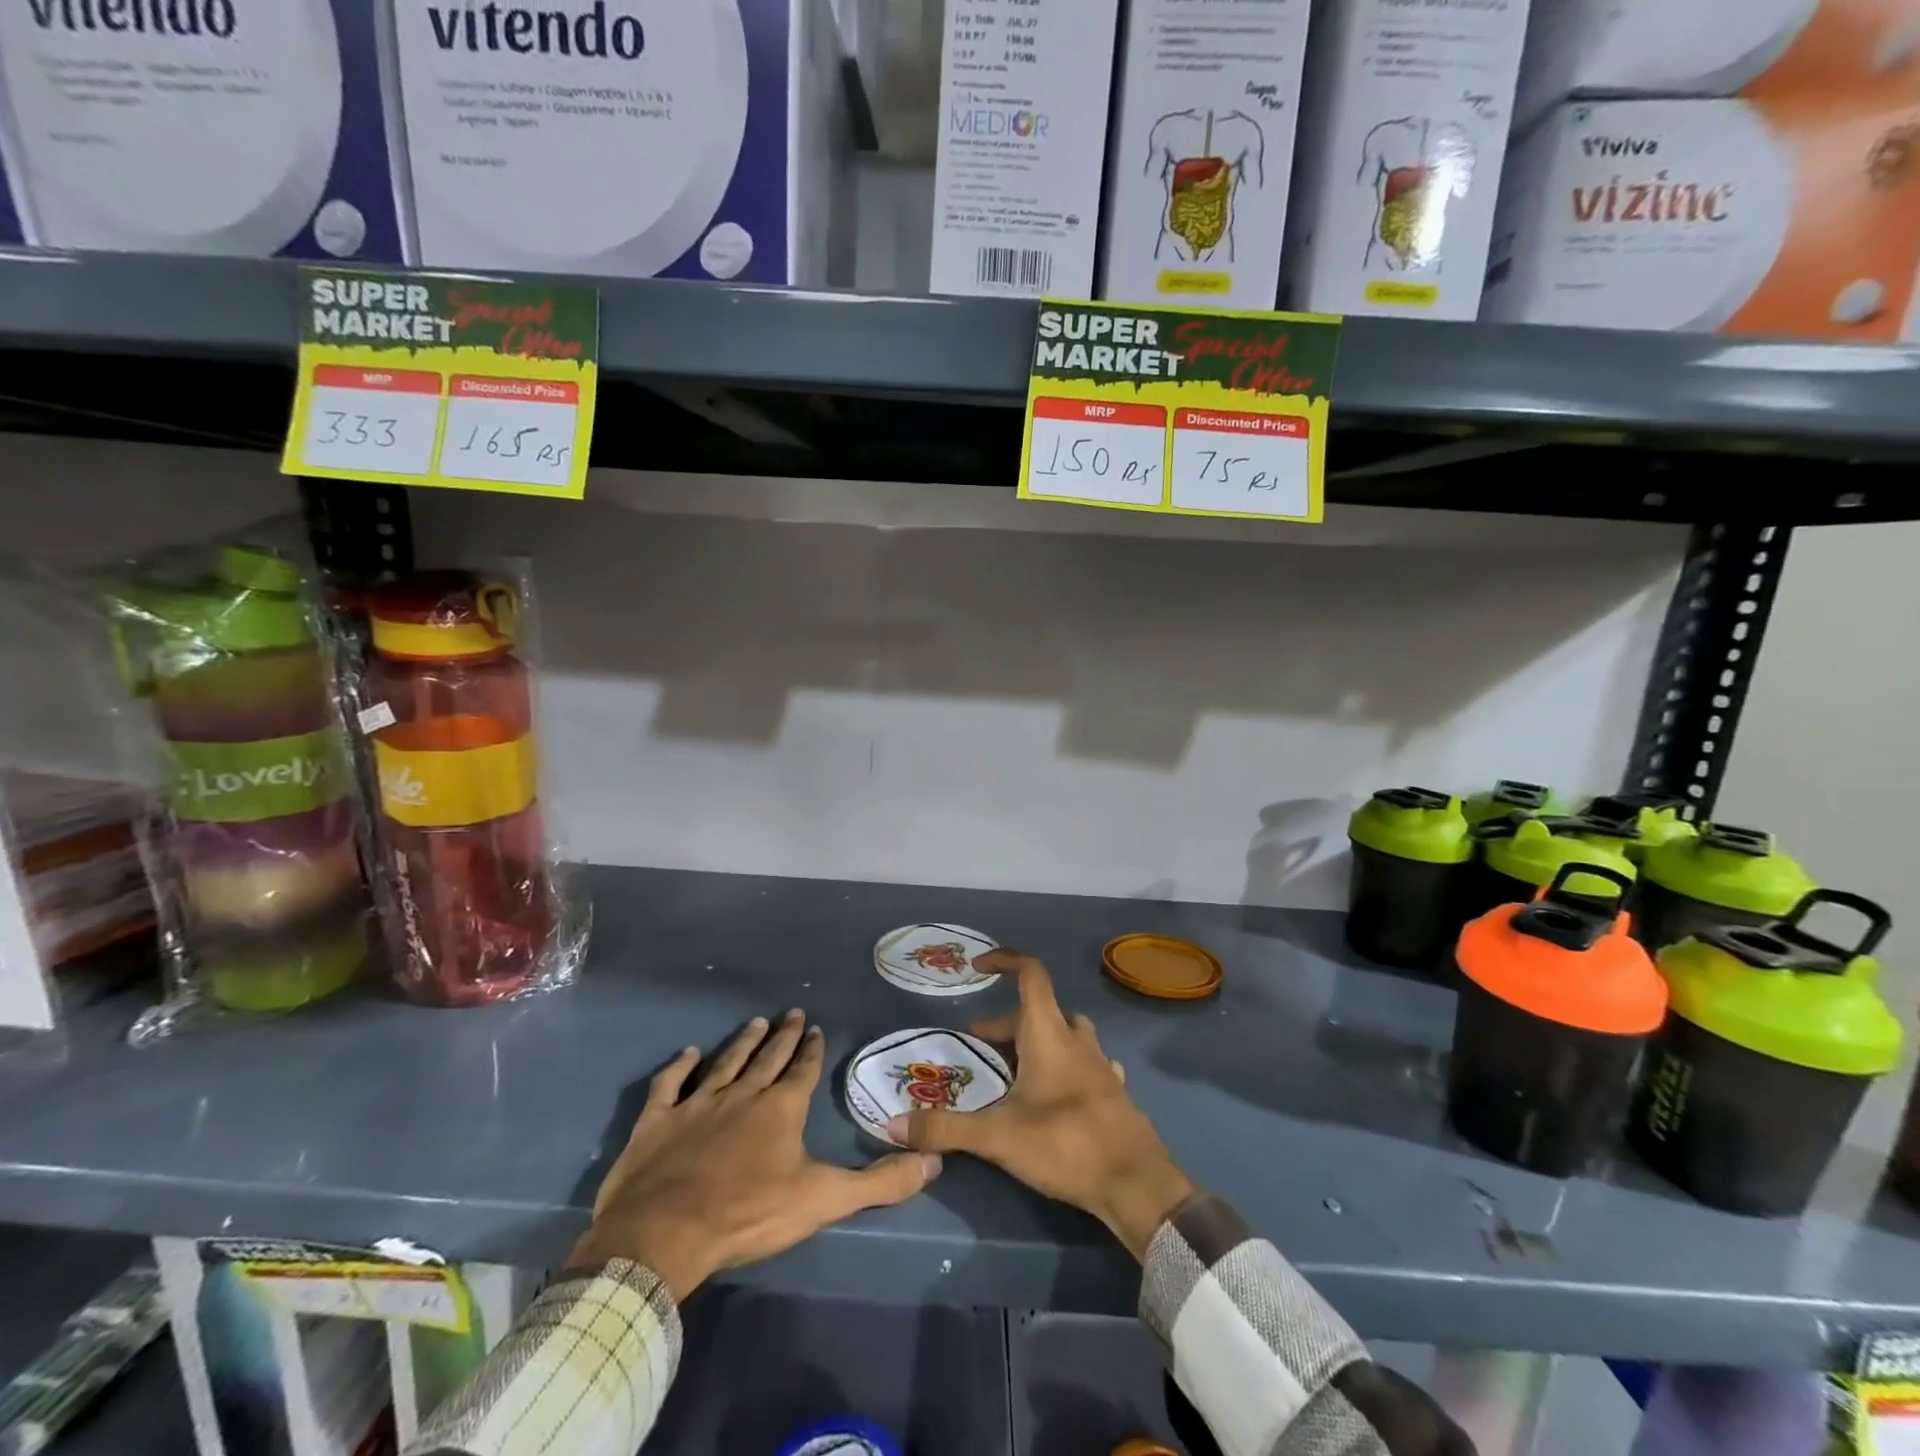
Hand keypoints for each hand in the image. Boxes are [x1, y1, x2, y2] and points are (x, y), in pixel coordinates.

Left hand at [571, 1010, 942, 1300]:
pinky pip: (670, 1085)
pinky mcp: (658, 1121)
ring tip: (755, 1022)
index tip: (816, 1028)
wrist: (665, 1234)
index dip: (811, 1049)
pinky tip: (687, 1054)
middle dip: (783, 1036)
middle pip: (768, 1058)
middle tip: (792, 1012)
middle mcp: (742, 1094)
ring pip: (725, 1063)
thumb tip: (933, 1160)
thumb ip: (879, 1182)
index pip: (802, 1070)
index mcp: (781, 1108)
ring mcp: (697, 1104)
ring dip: (742, 1042)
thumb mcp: (823, 1200)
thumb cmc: (748, 1214)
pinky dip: (678, 1068)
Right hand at [891, 952, 1195, 1259]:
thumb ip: (946, 1128)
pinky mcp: (1114, 1090)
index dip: (1005, 960)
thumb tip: (894, 1124)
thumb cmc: (1065, 1144)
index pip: (1030, 974)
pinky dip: (1066, 1065)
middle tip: (980, 1046)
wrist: (1136, 1184)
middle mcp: (1076, 1039)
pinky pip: (1086, 1062)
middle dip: (1006, 1022)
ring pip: (1065, 1033)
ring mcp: (1101, 1064)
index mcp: (1048, 1033)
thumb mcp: (997, 1137)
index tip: (978, 967)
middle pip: (1039, 1011)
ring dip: (1039, 1040)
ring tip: (1016, 1068)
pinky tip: (1057, 1091)